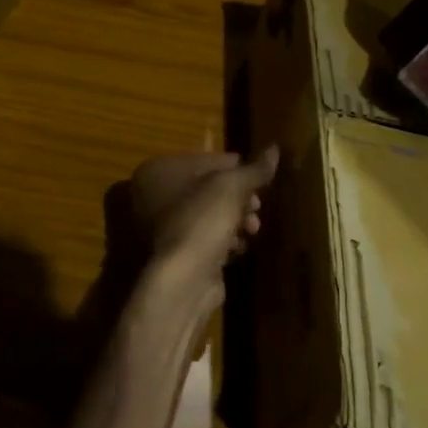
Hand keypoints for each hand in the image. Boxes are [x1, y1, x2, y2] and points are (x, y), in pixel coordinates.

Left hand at [126, 148, 278, 311]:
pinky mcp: (173, 253)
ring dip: (235, 219)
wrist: (182, 279)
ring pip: (207, 214)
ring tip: (253, 228)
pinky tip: (239, 246)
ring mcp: (160, 227)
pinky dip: (223, 239)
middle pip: (207, 188)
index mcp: (158, 170)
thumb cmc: (203, 218)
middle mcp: (152, 195)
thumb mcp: (233, 187)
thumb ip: (255, 169)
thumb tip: (275, 149)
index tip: (261, 179)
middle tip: (258, 207)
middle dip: (238, 197)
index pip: (205, 160)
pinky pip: (203, 237)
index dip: (237, 168)